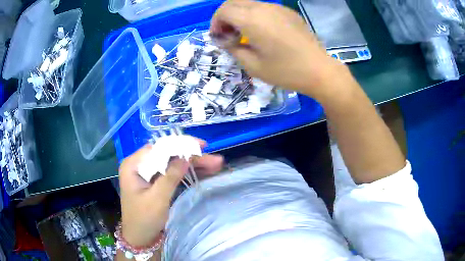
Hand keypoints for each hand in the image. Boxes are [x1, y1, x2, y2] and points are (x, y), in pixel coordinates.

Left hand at [119, 140, 223, 246]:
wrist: (140, 238)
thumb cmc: (144, 220)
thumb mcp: (157, 199)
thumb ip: (170, 176)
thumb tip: (186, 157)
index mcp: (133, 165)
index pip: (158, 148)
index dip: (181, 145)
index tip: (202, 146)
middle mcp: (139, 165)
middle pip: (167, 155)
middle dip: (191, 157)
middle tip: (215, 160)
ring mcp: (147, 173)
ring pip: (172, 163)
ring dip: (193, 164)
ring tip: (215, 165)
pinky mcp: (154, 181)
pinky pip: (172, 173)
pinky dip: (187, 172)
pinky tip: (203, 171)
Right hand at [211, 0, 350, 99]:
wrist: (319, 70)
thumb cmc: (286, 71)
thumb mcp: (253, 66)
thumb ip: (234, 49)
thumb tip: (226, 40)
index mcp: (252, 20)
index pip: (223, 10)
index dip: (215, 22)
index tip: (218, 37)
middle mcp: (264, 8)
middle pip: (234, 2)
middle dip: (225, 16)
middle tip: (228, 34)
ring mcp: (278, 8)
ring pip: (249, 3)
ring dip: (240, 15)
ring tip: (245, 34)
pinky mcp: (288, 12)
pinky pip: (264, 8)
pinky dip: (255, 15)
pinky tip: (262, 31)